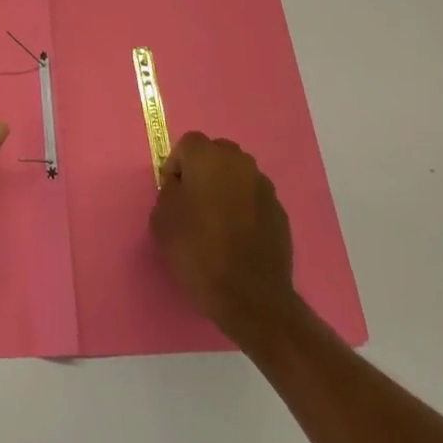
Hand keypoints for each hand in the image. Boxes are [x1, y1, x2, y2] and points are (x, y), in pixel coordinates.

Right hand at [151, 132, 299, 342]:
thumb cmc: (198, 252)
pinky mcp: (280, 212)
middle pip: (217, 153)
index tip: (171, 192)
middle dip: (203, 170)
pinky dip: (244, 207)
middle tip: (194, 201)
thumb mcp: (162, 220)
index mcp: (208, 158)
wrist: (250, 297)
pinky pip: (254, 198)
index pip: (187, 144)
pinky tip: (237, 235)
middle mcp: (239, 163)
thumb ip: (169, 192)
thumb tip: (180, 187)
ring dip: (226, 186)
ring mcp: (264, 187)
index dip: (176, 165)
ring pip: (238, 174)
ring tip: (217, 219)